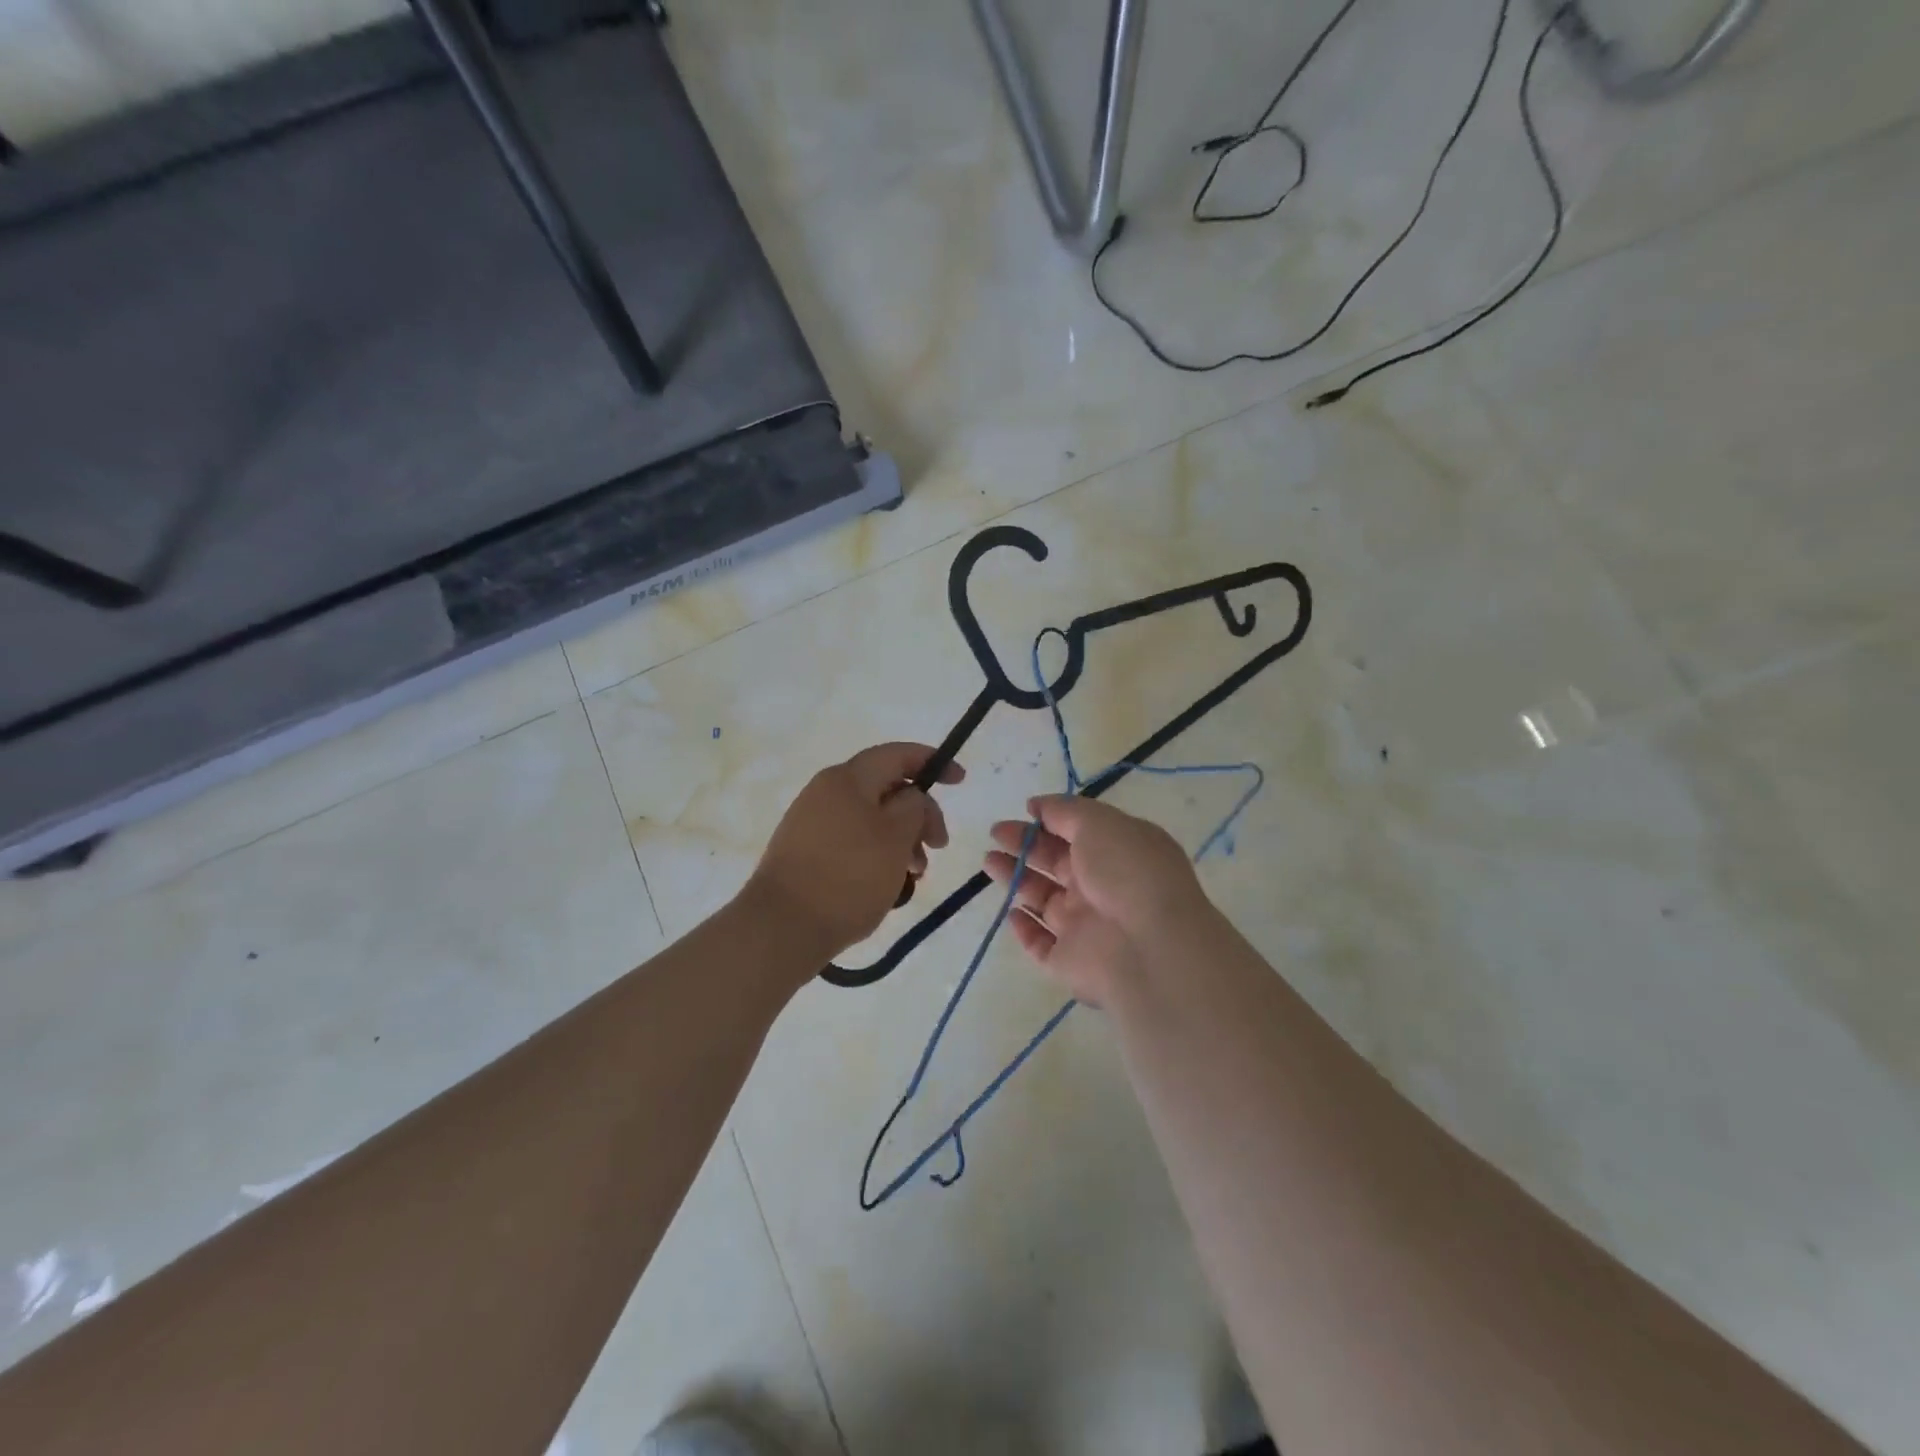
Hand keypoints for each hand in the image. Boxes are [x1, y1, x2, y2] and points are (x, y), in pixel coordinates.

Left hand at [745, 743, 963, 961]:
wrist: (782, 927)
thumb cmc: (848, 877)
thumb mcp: (896, 837)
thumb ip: (914, 806)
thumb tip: (911, 798)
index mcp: (847, 778)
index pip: (896, 754)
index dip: (932, 762)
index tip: (960, 781)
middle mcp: (825, 791)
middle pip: (885, 789)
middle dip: (919, 814)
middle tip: (938, 847)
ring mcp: (811, 822)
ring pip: (871, 819)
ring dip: (901, 839)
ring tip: (915, 874)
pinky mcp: (805, 851)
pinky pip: (852, 840)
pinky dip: (877, 854)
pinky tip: (888, 884)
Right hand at [983, 795, 1212, 1006]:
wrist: (1148, 948)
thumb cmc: (1127, 873)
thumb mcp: (1099, 824)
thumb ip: (1065, 811)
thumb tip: (1037, 805)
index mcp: (1118, 853)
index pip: (1080, 832)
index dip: (1051, 820)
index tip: (1024, 811)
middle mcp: (1102, 887)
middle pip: (1056, 863)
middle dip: (1025, 845)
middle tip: (996, 833)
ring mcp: (1086, 926)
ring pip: (1042, 899)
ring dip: (1016, 878)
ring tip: (989, 861)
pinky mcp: (1068, 960)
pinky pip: (1040, 943)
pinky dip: (1024, 928)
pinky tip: (1012, 912)